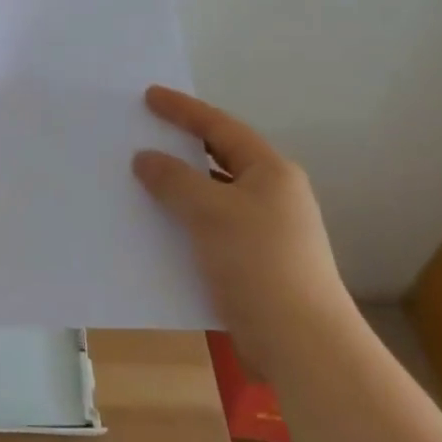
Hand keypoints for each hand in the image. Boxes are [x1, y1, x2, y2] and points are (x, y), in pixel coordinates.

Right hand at [133, 86, 347, 369]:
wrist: (302, 346)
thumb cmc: (259, 263)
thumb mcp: (210, 212)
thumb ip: (174, 180)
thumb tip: (145, 158)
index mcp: (271, 172)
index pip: (220, 127)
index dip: (183, 110)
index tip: (149, 96)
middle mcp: (272, 196)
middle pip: (219, 159)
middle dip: (181, 148)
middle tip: (143, 133)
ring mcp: (265, 232)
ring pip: (213, 197)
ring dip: (179, 189)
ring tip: (140, 179)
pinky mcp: (254, 265)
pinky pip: (210, 230)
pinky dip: (184, 224)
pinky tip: (156, 228)